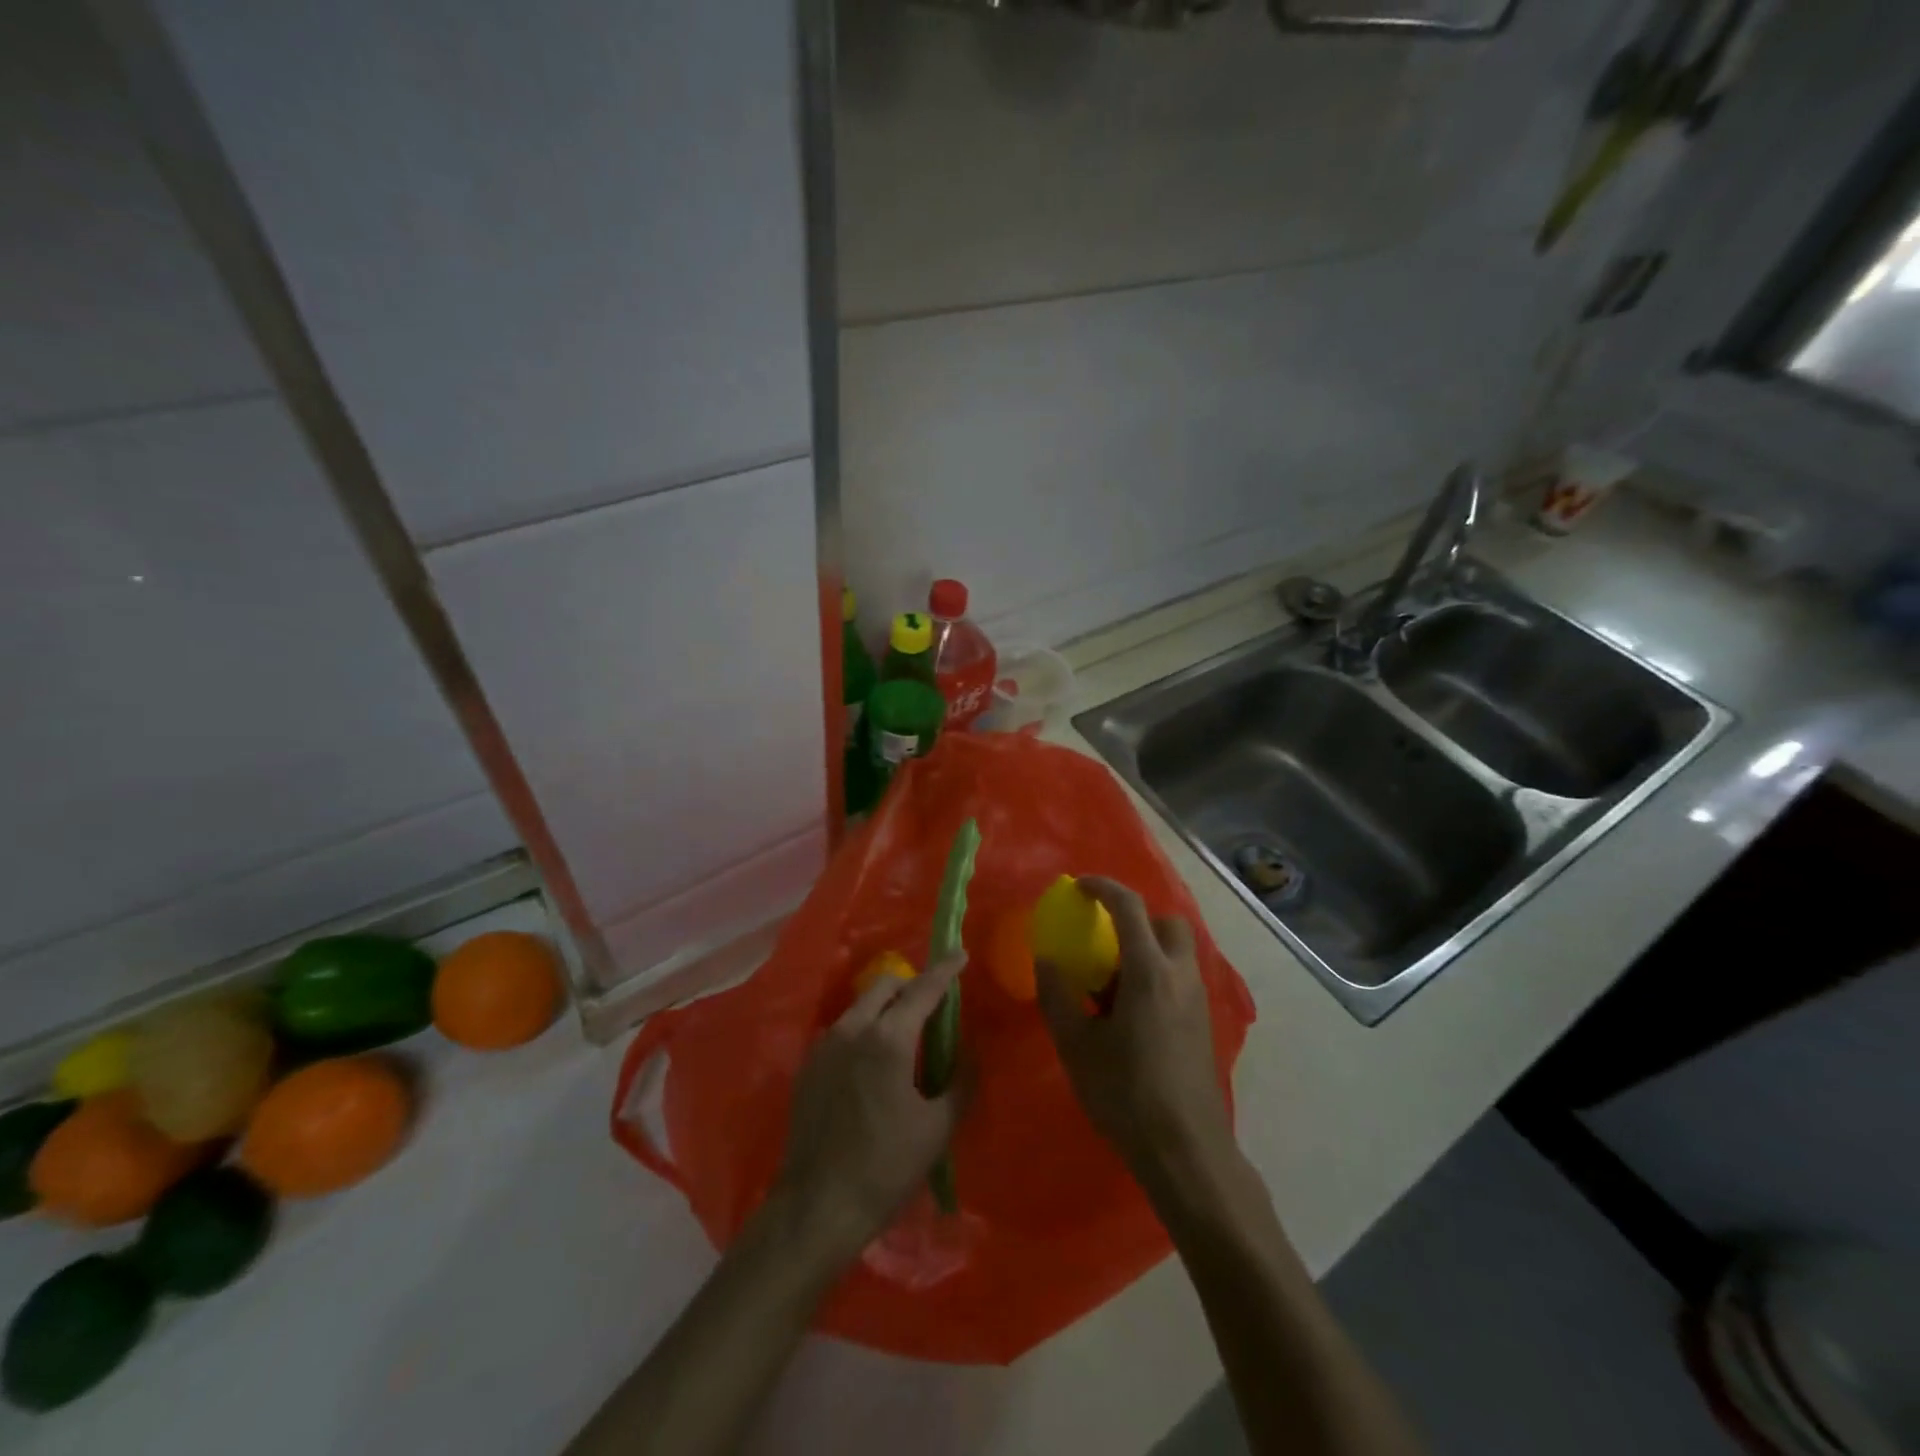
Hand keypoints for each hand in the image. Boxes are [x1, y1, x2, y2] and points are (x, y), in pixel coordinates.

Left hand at [772, 956, 966, 1264]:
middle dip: (910, 986)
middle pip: (885, 986)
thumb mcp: (936, 1128)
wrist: (816, 1208)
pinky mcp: (807, 1066)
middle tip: (932, 1007)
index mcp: (888, 1038)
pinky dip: (863, 1031)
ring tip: (903, 1039)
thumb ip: (960, 1082)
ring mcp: (823, 1045)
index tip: (960, 953)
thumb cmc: (885, 1168)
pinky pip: (842, 1031)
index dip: (945, 970)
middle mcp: (852, 1029)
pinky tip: (872, 1066)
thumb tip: (970, 1053)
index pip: (922, 990)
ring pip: (860, 1006)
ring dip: (885, 1009)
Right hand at [1035, 878, 1233, 1189]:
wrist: (1185, 1150)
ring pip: (1177, 951)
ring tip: (1111, 982)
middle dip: (1137, 918)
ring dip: (1147, 948)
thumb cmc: (1126, 1094)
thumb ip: (1057, 997)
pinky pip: (1180, 977)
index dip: (1103, 888)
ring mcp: (1197, 1000)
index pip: (1130, 907)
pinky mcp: (1203, 1024)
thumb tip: (1047, 961)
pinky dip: (1157, 974)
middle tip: (1105, 939)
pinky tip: (1130, 1013)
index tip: (1080, 887)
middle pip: (1167, 923)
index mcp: (1149, 972)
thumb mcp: (1077, 1046)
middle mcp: (1180, 976)